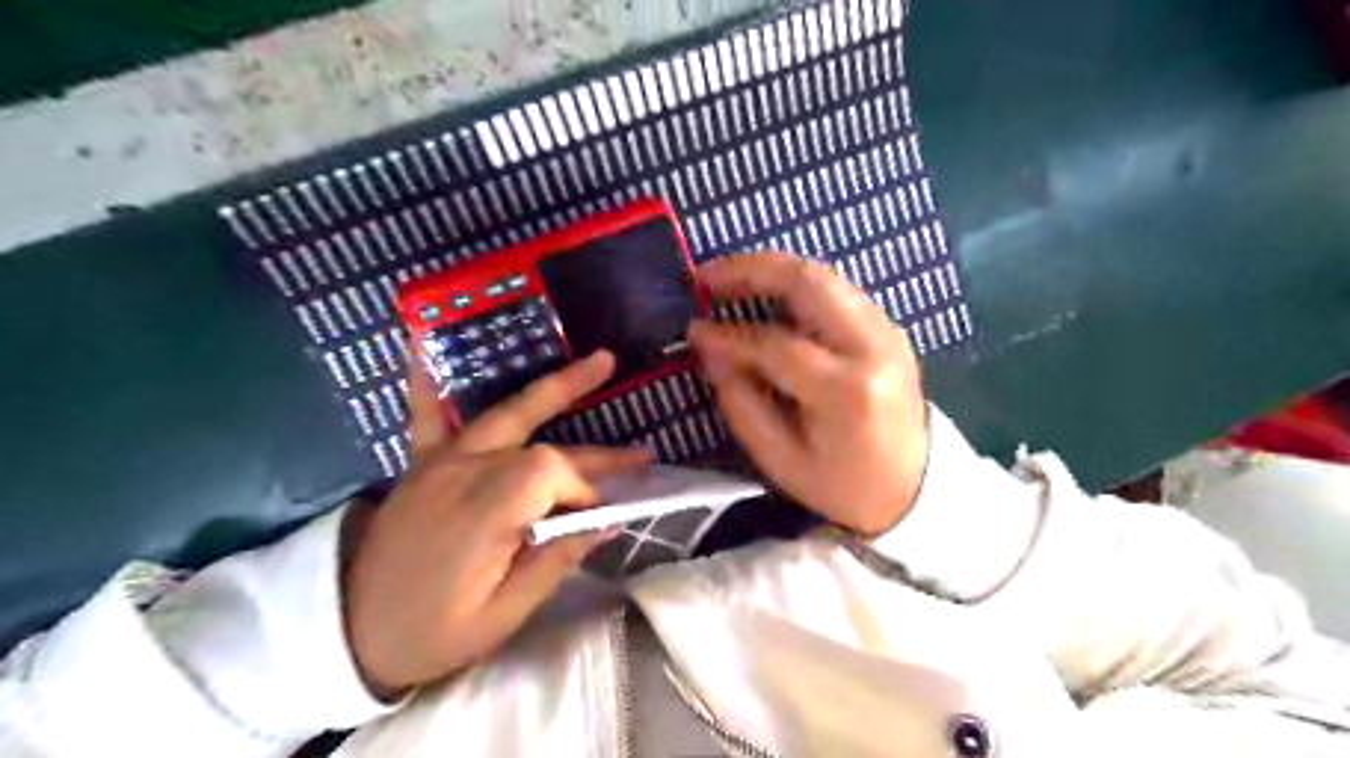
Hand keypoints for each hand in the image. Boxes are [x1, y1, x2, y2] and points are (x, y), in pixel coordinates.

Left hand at [344, 352, 649, 701]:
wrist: (347, 631)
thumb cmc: (431, 632)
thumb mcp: (501, 616)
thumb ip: (554, 562)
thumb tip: (608, 523)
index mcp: (483, 512)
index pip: (551, 473)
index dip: (585, 490)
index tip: (598, 519)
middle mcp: (464, 473)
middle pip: (542, 443)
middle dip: (595, 451)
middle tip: (642, 454)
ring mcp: (440, 462)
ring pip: (507, 413)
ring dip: (556, 389)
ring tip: (600, 363)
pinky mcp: (422, 463)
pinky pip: (426, 413)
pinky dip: (427, 380)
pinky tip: (419, 341)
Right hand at [686, 254, 930, 538]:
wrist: (915, 490)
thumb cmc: (842, 486)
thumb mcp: (781, 461)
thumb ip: (740, 402)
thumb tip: (709, 349)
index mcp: (846, 391)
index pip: (774, 343)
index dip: (727, 334)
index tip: (693, 329)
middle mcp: (873, 348)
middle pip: (809, 281)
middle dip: (751, 269)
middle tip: (707, 276)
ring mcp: (887, 333)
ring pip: (825, 276)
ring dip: (773, 271)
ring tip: (731, 280)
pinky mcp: (889, 329)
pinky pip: (837, 291)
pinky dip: (798, 286)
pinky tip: (769, 297)